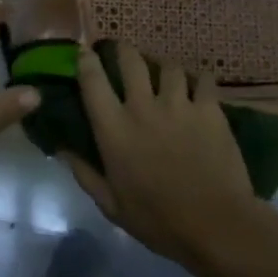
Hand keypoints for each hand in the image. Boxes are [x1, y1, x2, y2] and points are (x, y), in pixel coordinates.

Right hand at [63, 43, 271, 276]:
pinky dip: (199, 80)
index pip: (92, 80)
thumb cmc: (159, 221)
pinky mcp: (209, 108)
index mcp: (114, 129)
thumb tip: (61, 148)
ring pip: (168, 66)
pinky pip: (203, 79)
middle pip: (130, 59)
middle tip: (123, 52)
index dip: (86, 60)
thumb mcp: (112, 206)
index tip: (85, 52)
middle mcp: (142, 107)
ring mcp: (178, 104)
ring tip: (165, 74)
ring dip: (163, 68)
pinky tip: (198, 88)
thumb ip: (85, 174)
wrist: (216, 226)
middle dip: (123, 50)